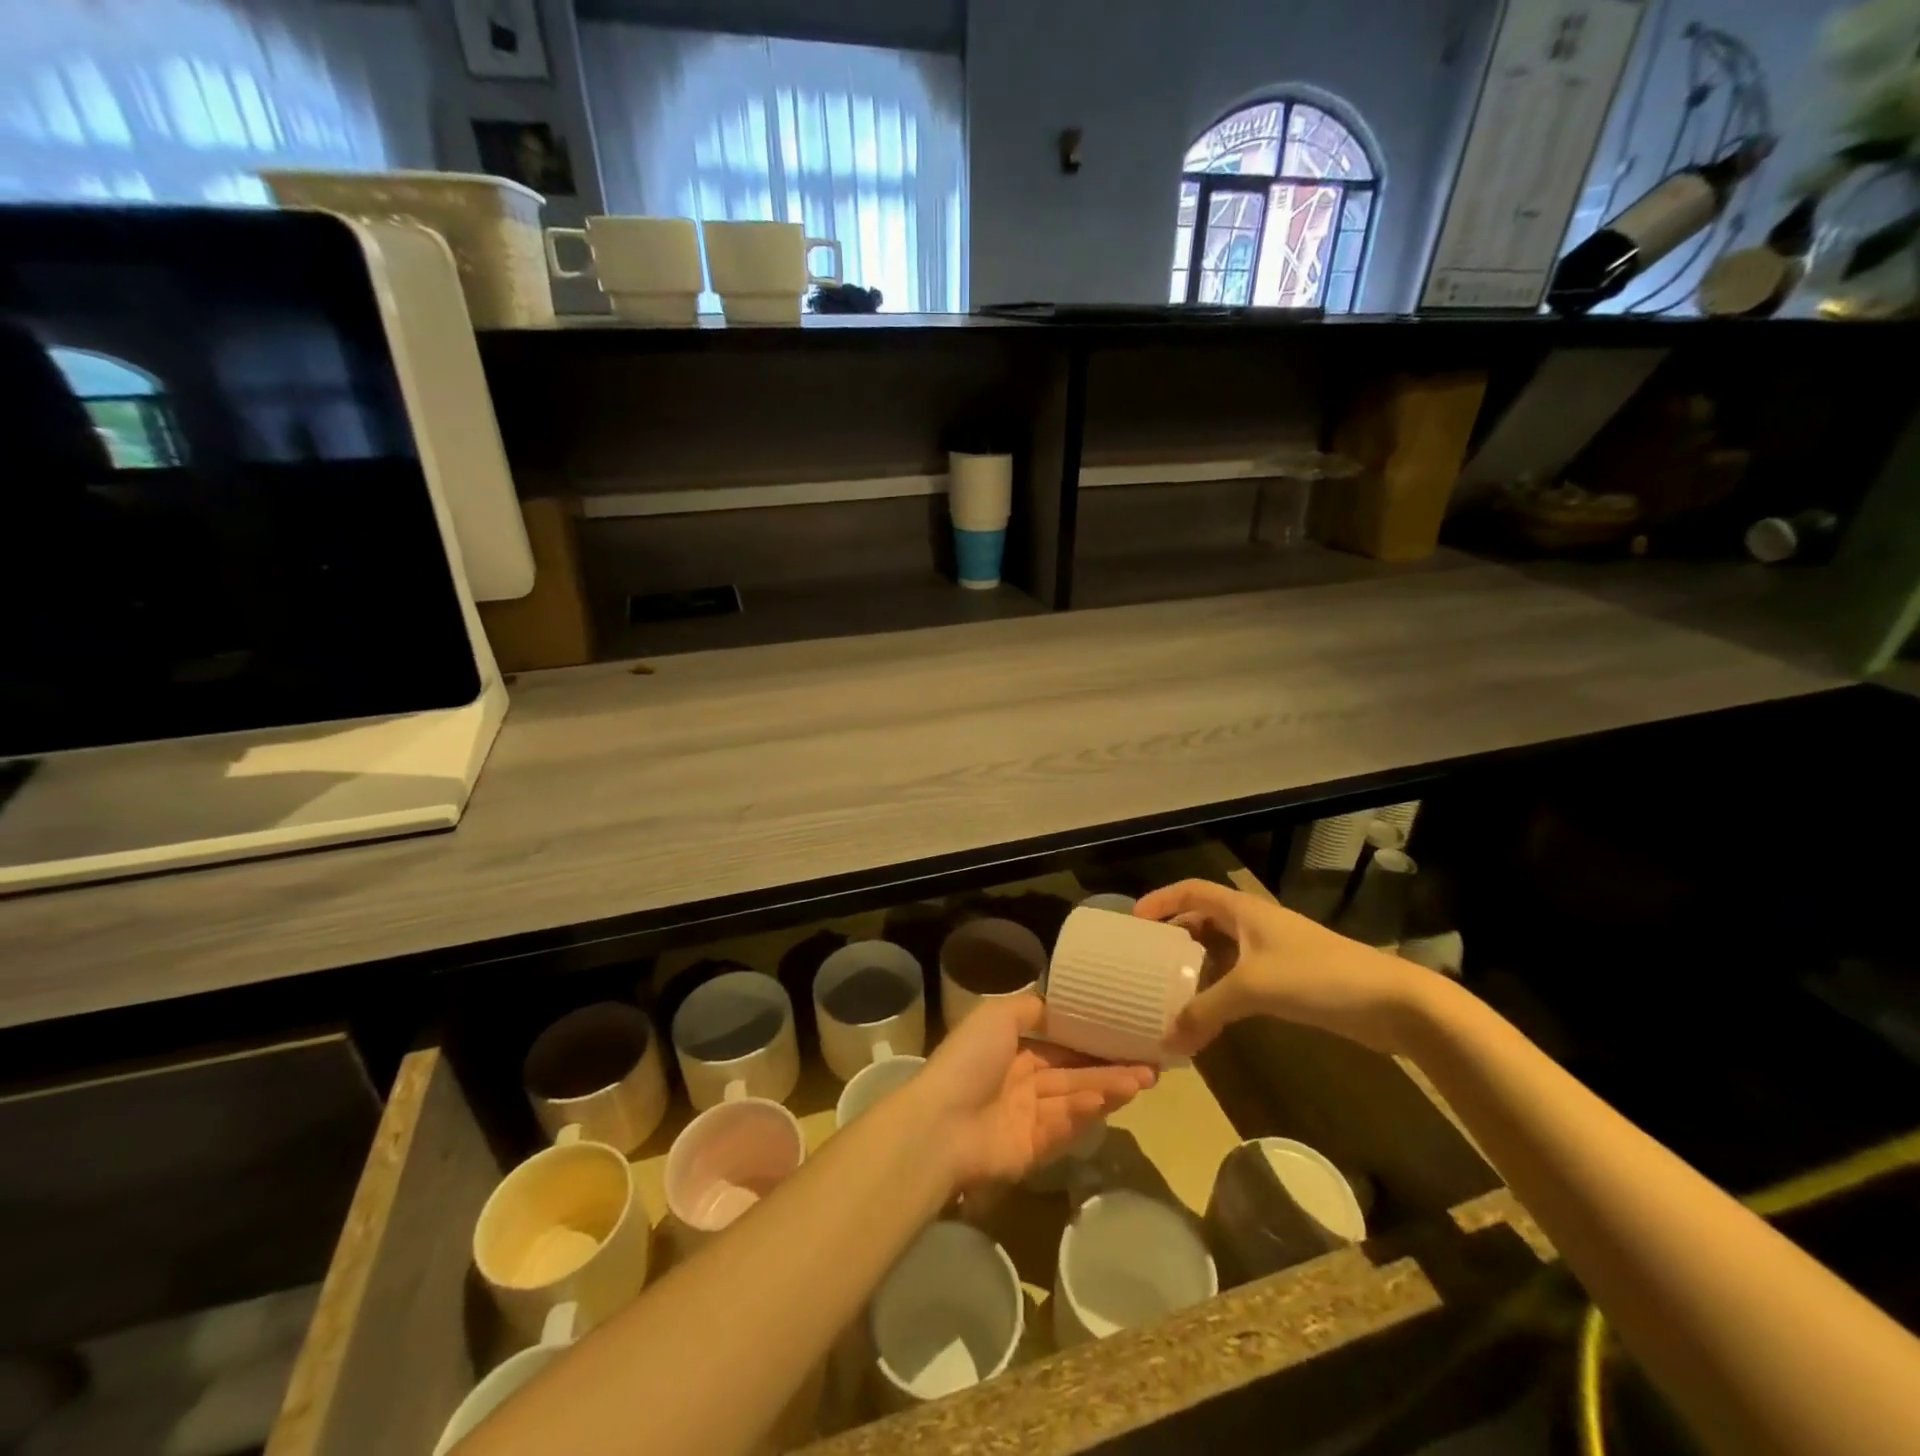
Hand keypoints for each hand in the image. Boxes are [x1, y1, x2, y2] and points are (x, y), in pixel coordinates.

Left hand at [913, 995, 1155, 1190]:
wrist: (942, 1124)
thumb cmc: (970, 1060)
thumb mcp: (997, 1016)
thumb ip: (1032, 1009)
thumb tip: (1061, 1006)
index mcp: (1010, 1047)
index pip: (1058, 1041)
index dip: (1090, 1037)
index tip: (1125, 1031)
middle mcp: (1021, 1080)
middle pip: (1073, 1072)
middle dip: (1110, 1066)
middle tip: (1150, 1060)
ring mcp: (1028, 1116)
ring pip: (1076, 1097)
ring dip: (1109, 1087)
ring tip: (1146, 1078)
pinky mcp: (1035, 1149)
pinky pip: (1067, 1125)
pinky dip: (1089, 1111)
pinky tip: (1114, 1098)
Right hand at [1136, 880, 1429, 1055]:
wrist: (1391, 1002)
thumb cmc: (1317, 977)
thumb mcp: (1252, 989)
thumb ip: (1206, 1011)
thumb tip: (1167, 1040)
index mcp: (1243, 910)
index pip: (1191, 891)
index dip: (1160, 900)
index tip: (1133, 923)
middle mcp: (1254, 924)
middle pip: (1203, 920)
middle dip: (1173, 936)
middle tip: (1145, 961)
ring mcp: (1273, 951)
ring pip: (1221, 951)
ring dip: (1195, 966)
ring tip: (1167, 989)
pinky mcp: (1288, 978)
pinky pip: (1239, 976)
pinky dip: (1219, 989)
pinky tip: (1209, 1014)